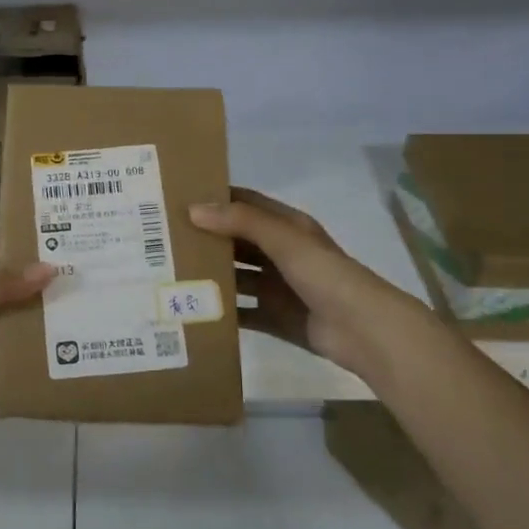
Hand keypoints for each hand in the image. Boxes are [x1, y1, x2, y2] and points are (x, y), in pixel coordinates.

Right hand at [190, 187, 435, 383]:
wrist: (365, 331)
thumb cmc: (326, 276)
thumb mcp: (285, 240)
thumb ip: (241, 222)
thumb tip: (193, 209)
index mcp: (287, 228)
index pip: (244, 204)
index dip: (215, 198)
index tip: (176, 197)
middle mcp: (281, 254)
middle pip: (236, 241)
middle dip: (205, 238)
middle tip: (163, 239)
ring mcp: (278, 287)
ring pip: (236, 277)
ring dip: (210, 275)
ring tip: (170, 273)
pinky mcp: (276, 318)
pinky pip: (242, 312)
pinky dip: (221, 312)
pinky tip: (192, 311)